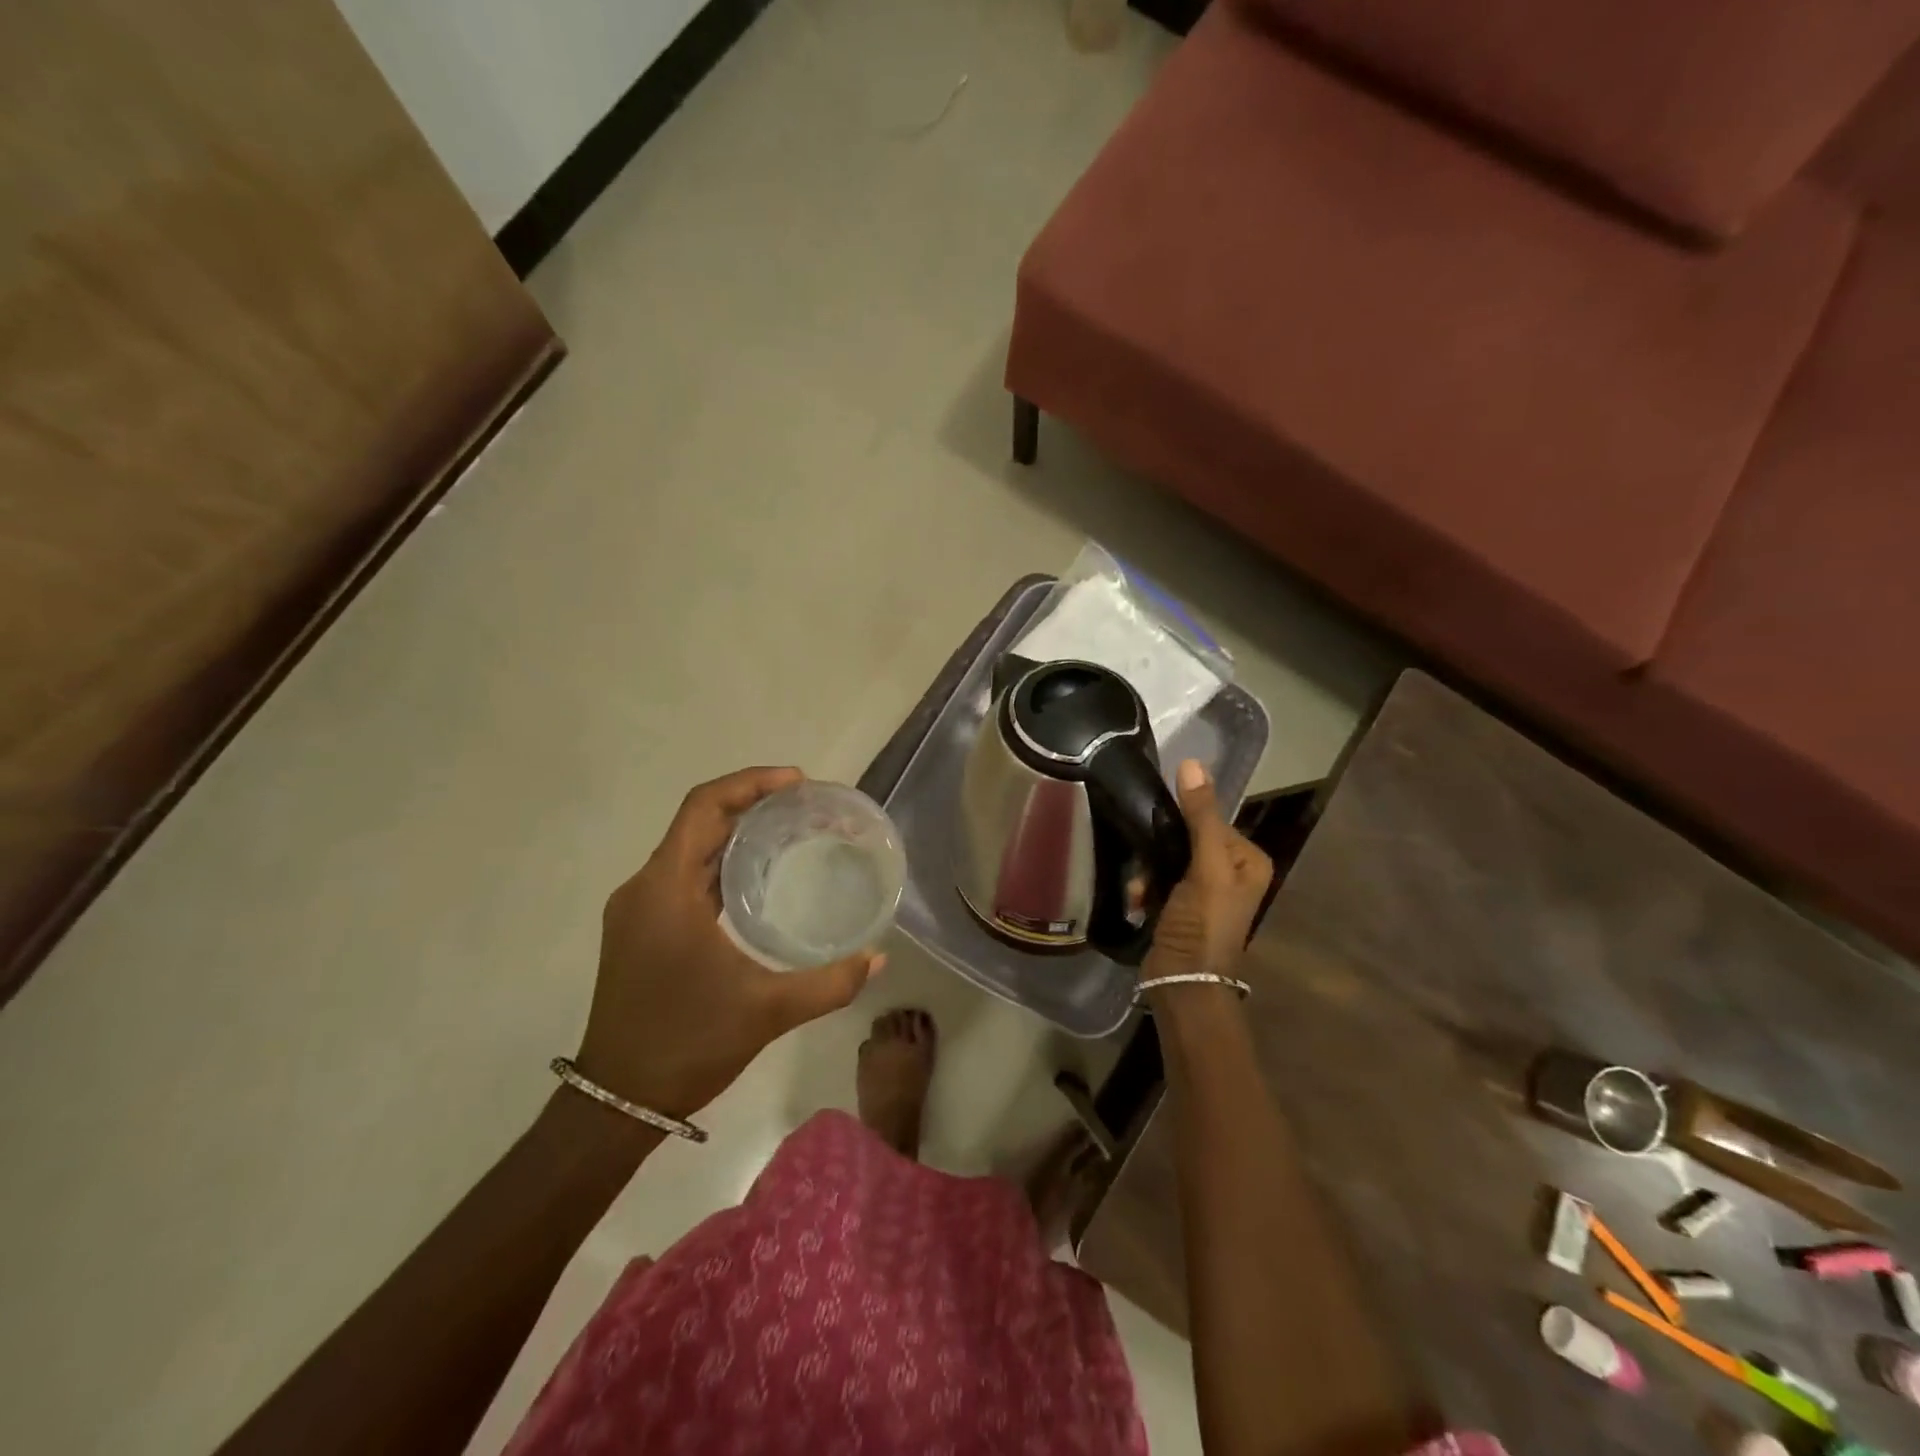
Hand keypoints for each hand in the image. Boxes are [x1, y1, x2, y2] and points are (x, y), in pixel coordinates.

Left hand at [574, 767, 883, 1119]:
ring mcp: (639, 910)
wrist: (617, 1100)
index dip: (750, 784)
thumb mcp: (767, 1011)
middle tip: (805, 806)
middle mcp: (645, 888)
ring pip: (690, 849)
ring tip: (789, 832)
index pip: (704, 807)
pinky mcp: (640, 930)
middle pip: (698, 822)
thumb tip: (877, 959)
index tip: (797, 782)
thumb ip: (829, 983)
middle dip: (751, 804)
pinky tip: (757, 880)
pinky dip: (721, 864)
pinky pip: (684, 876)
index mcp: (666, 889)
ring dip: (735, 833)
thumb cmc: (687, 1045)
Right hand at [1143, 759, 1273, 991]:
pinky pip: (1158, 878)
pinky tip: (1138, 901)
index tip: (1159, 837)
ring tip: (1140, 891)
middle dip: (1160, 852)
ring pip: (1166, 857)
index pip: (1209, 819)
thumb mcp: (1206, 867)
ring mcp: (1204, 890)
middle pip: (1185, 837)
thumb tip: (1191, 761)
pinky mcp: (1180, 905)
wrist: (1183, 981)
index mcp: (1248, 859)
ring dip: (1148, 871)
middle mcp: (1231, 871)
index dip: (1181, 824)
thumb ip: (1200, 815)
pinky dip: (1145, 888)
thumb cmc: (1204, 923)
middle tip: (1147, 869)